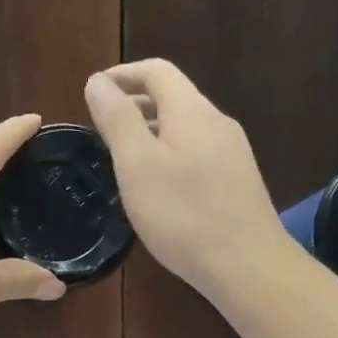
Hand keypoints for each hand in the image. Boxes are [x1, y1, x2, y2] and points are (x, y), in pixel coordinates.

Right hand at [85, 60, 294, 296]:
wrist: (246, 264)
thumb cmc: (183, 214)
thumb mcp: (137, 165)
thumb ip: (117, 120)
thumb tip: (97, 81)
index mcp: (191, 112)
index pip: (156, 72)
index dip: (122, 75)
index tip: (91, 92)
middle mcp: (216, 123)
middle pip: (172, 97)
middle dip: (133, 103)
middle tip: (99, 127)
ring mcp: (231, 153)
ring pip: (183, 127)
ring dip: (148, 131)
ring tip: (119, 156)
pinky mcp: (235, 181)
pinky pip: (194, 152)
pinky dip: (166, 154)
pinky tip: (154, 186)